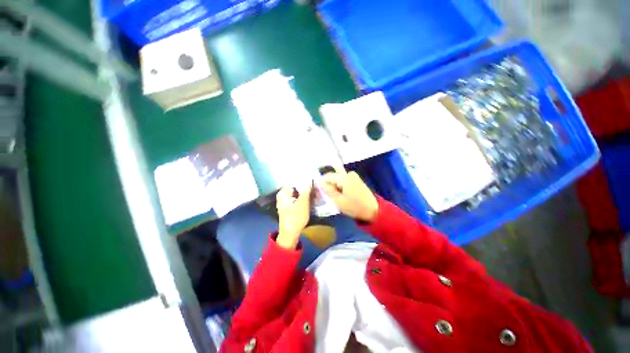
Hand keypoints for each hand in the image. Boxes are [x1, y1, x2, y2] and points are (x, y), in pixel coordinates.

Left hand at [276, 183, 311, 248]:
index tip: (314, 178)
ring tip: (316, 191)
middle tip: (317, 186)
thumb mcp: (303, 203)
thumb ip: (306, 190)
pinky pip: (297, 196)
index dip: (304, 178)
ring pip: (298, 191)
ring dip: (306, 191)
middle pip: (296, 185)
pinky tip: (312, 197)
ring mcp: (286, 199)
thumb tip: (309, 177)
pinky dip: (304, 196)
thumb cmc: (296, 218)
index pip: (294, 180)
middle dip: (306, 185)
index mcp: (283, 192)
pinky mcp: (290, 204)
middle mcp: (283, 194)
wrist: (290, 234)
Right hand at [321, 171, 378, 221]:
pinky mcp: (356, 179)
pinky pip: (344, 180)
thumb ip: (328, 190)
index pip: (328, 176)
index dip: (322, 183)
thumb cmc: (355, 207)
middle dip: (329, 185)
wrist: (373, 210)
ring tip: (335, 196)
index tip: (321, 192)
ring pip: (338, 178)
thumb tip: (320, 182)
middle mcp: (349, 174)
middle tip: (328, 195)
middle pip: (333, 176)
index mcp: (344, 178)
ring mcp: (354, 176)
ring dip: (335, 186)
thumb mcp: (339, 201)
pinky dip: (341, 186)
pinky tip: (342, 194)